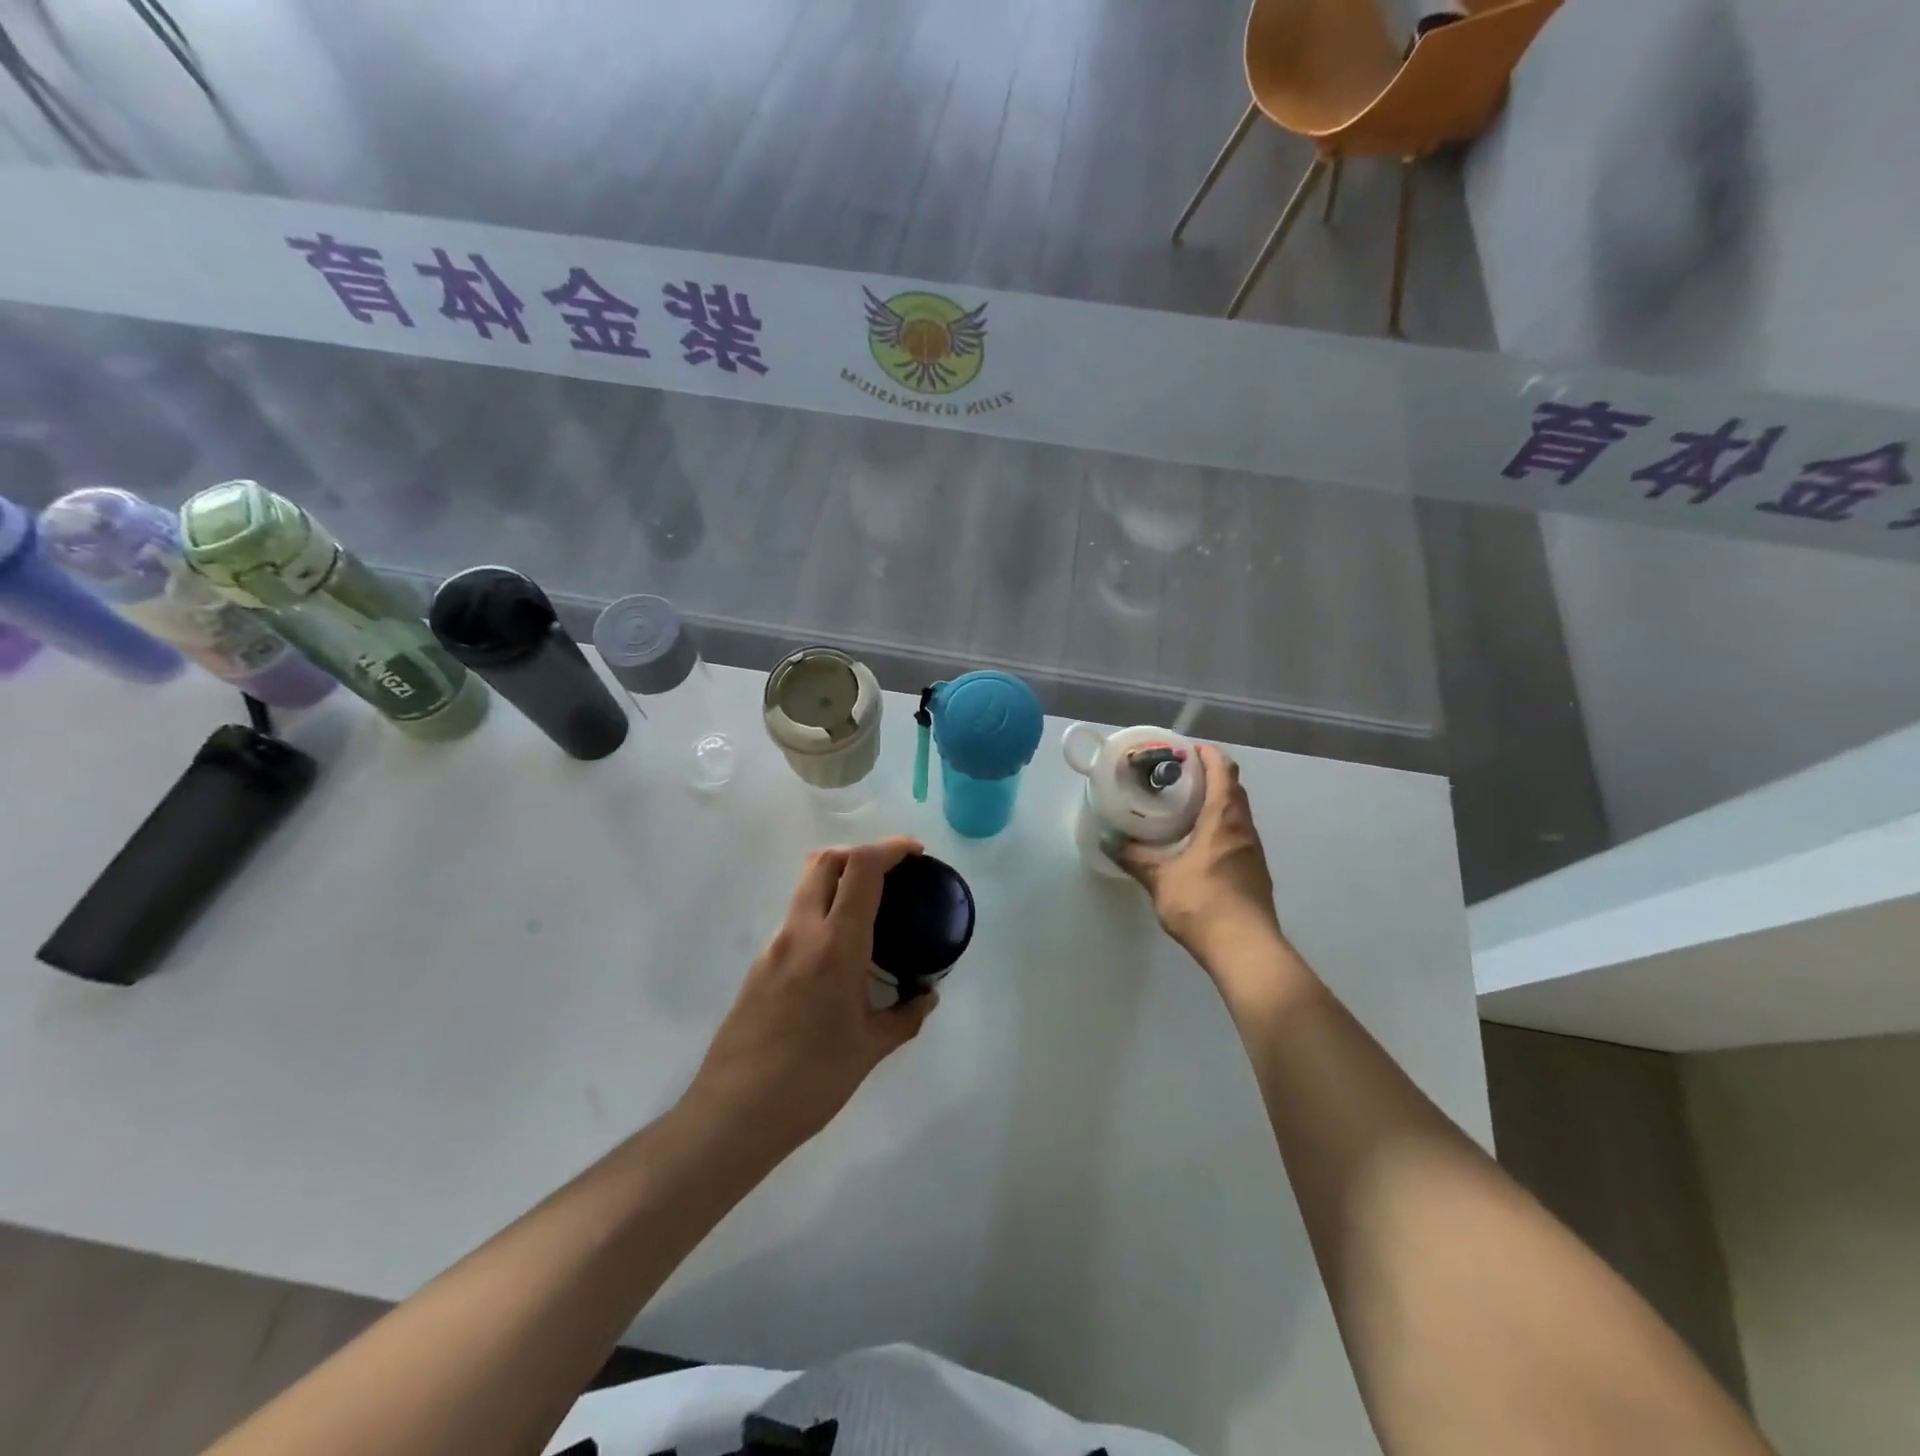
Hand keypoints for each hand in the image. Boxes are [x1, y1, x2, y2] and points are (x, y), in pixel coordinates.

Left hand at [684, 836, 937, 1150]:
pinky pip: (795, 917)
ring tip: (869, 907)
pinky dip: (821, 909)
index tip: (915, 852)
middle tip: (891, 871)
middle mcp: (801, 932)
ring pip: (805, 886)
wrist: (734, 1113)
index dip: (890, 848)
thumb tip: (927, 997)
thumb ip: (905, 1016)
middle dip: (860, 852)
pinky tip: (839, 949)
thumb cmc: (812, 1079)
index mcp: (835, 944)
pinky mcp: (759, 964)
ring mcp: (774, 945)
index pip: (861, 869)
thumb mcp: (870, 1048)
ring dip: (838, 878)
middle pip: (825, 860)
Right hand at [1119, 745, 1281, 962]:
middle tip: (1175, 777)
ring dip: (1214, 802)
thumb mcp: (1160, 880)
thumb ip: (1135, 858)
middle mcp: (1244, 828)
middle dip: (1208, 775)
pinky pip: (1236, 835)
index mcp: (1225, 819)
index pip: (1223, 770)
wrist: (1246, 950)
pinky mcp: (1254, 872)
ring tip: (1182, 807)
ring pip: (1236, 813)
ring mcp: (1253, 851)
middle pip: (1232, 787)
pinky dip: (1218, 826)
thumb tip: (1108, 840)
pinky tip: (1196, 843)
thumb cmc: (1203, 904)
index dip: (1206, 754)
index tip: (1182, 750)